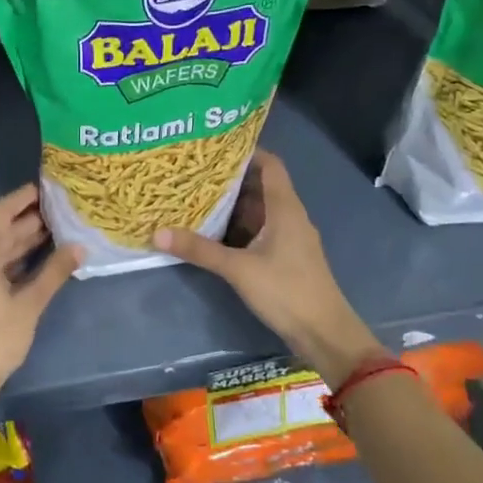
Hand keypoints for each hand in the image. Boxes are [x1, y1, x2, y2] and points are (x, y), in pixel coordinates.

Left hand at [0, 184, 79, 407]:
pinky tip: (29, 264)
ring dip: (18, 244)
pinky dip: (6, 263)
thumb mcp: (29, 305)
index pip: (3, 212)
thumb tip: (78, 247)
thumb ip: (53, 272)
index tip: (45, 187)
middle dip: (27, 222)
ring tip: (51, 234)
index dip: (24, 198)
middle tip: (58, 212)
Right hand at [155, 151, 383, 386]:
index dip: (246, 152)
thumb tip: (158, 233)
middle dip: (230, 179)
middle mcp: (290, 216)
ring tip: (198, 196)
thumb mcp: (238, 269)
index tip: (215, 147)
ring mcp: (289, 238)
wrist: (324, 334)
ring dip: (233, 204)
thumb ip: (200, 250)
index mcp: (285, 208)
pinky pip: (260, 231)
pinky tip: (214, 231)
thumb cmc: (286, 291)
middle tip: (195, 172)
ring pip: (259, 210)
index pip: (270, 164)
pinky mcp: (286, 257)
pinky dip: (239, 227)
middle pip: (261, 186)